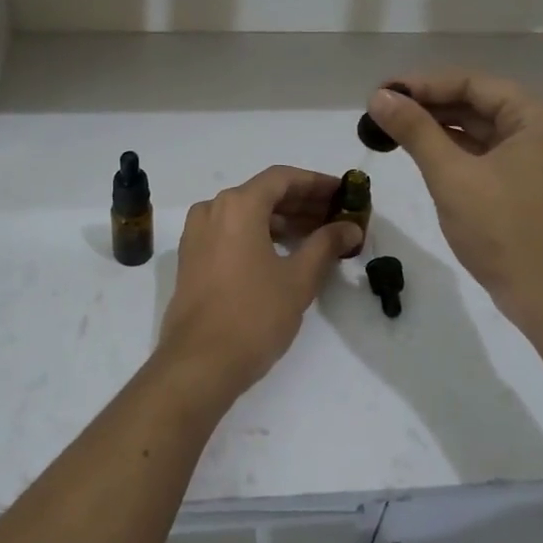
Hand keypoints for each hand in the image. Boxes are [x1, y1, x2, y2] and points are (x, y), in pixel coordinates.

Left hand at [153, 167, 361, 407]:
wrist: (198, 363)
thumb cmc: (254, 315)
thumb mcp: (299, 279)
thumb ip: (326, 245)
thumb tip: (350, 227)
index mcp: (237, 205)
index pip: (283, 178)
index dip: (316, 183)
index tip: (343, 192)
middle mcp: (212, 209)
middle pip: (263, 193)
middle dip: (301, 202)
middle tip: (336, 215)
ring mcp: (197, 234)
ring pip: (246, 213)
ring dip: (281, 220)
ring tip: (316, 236)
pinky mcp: (192, 257)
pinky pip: (230, 232)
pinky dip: (258, 234)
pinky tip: (284, 252)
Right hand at [366, 74, 542, 329]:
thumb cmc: (506, 232)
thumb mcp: (453, 177)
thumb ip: (415, 131)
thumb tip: (379, 96)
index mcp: (539, 115)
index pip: (472, 83)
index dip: (422, 85)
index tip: (379, 92)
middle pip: (477, 102)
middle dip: (428, 105)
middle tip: (379, 110)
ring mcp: (538, 156)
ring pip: (479, 128)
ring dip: (437, 128)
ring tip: (390, 127)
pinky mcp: (528, 181)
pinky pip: (485, 152)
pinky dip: (453, 150)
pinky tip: (419, 150)